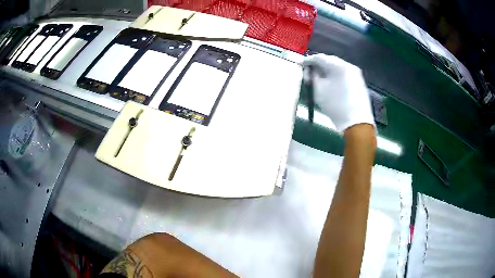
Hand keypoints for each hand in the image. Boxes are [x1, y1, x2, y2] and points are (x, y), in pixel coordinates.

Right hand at [302, 54, 374, 130]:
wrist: (357, 122)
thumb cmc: (336, 105)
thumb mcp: (318, 91)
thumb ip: (312, 77)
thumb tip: (310, 71)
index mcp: (338, 65)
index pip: (320, 57)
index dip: (308, 60)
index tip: (301, 65)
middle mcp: (348, 65)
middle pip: (330, 60)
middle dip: (319, 65)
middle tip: (310, 71)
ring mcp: (356, 73)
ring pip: (337, 67)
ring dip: (327, 70)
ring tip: (319, 77)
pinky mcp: (359, 81)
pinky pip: (344, 73)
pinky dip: (335, 75)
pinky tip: (331, 82)